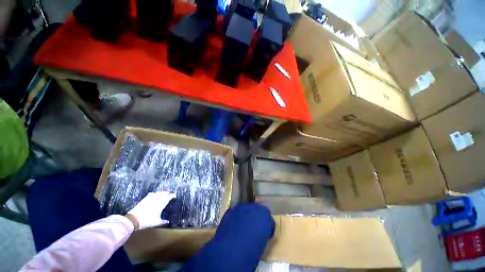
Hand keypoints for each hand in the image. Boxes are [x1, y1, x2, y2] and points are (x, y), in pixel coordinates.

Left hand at [127, 192, 175, 229]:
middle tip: (169, 194)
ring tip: (163, 194)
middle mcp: (157, 199)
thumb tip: (168, 222)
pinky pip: (152, 194)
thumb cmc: (146, 221)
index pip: (168, 197)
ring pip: (158, 193)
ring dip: (162, 193)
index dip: (172, 195)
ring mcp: (151, 198)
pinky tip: (154, 194)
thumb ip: (163, 221)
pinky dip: (154, 193)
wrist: (133, 219)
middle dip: (167, 193)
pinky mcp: (145, 198)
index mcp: (161, 204)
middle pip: (164, 193)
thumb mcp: (156, 222)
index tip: (174, 195)